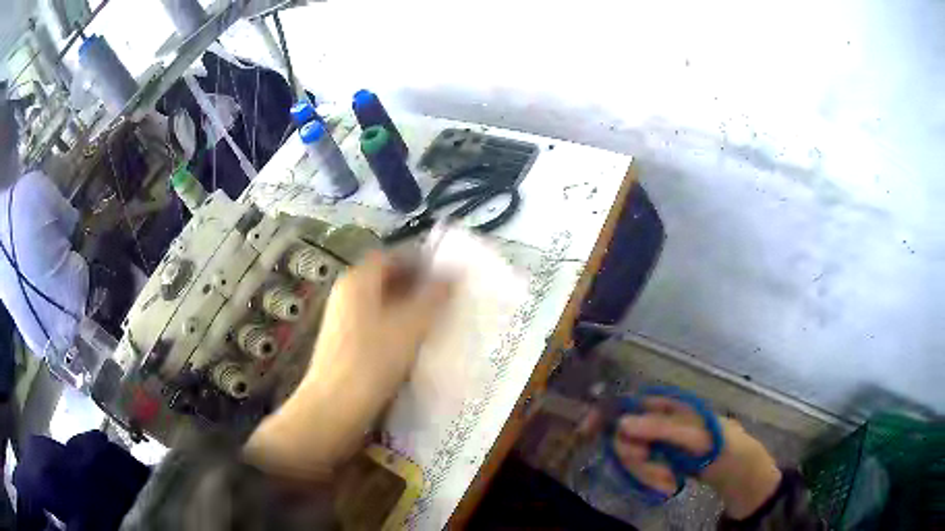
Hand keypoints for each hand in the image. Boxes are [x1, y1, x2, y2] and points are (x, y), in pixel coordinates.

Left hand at [244, 251, 451, 478]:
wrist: (335, 405)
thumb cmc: (372, 360)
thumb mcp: (410, 326)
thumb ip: (433, 298)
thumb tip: (452, 275)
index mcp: (358, 280)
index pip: (389, 256)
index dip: (417, 260)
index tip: (443, 272)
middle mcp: (346, 293)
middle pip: (383, 278)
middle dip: (414, 283)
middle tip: (443, 295)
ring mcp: (342, 318)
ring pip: (379, 302)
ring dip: (406, 305)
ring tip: (434, 318)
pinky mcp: (344, 341)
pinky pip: (374, 321)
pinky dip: (394, 323)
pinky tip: (412, 341)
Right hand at [582, 397, 781, 518]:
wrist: (738, 472)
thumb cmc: (723, 444)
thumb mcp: (696, 435)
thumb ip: (661, 427)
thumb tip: (622, 423)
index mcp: (668, 405)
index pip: (628, 403)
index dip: (604, 414)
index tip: (585, 432)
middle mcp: (658, 422)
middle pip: (625, 436)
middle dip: (636, 459)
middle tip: (655, 472)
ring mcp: (659, 443)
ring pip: (632, 457)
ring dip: (646, 474)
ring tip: (669, 484)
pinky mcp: (660, 462)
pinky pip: (641, 471)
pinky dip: (651, 481)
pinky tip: (669, 486)